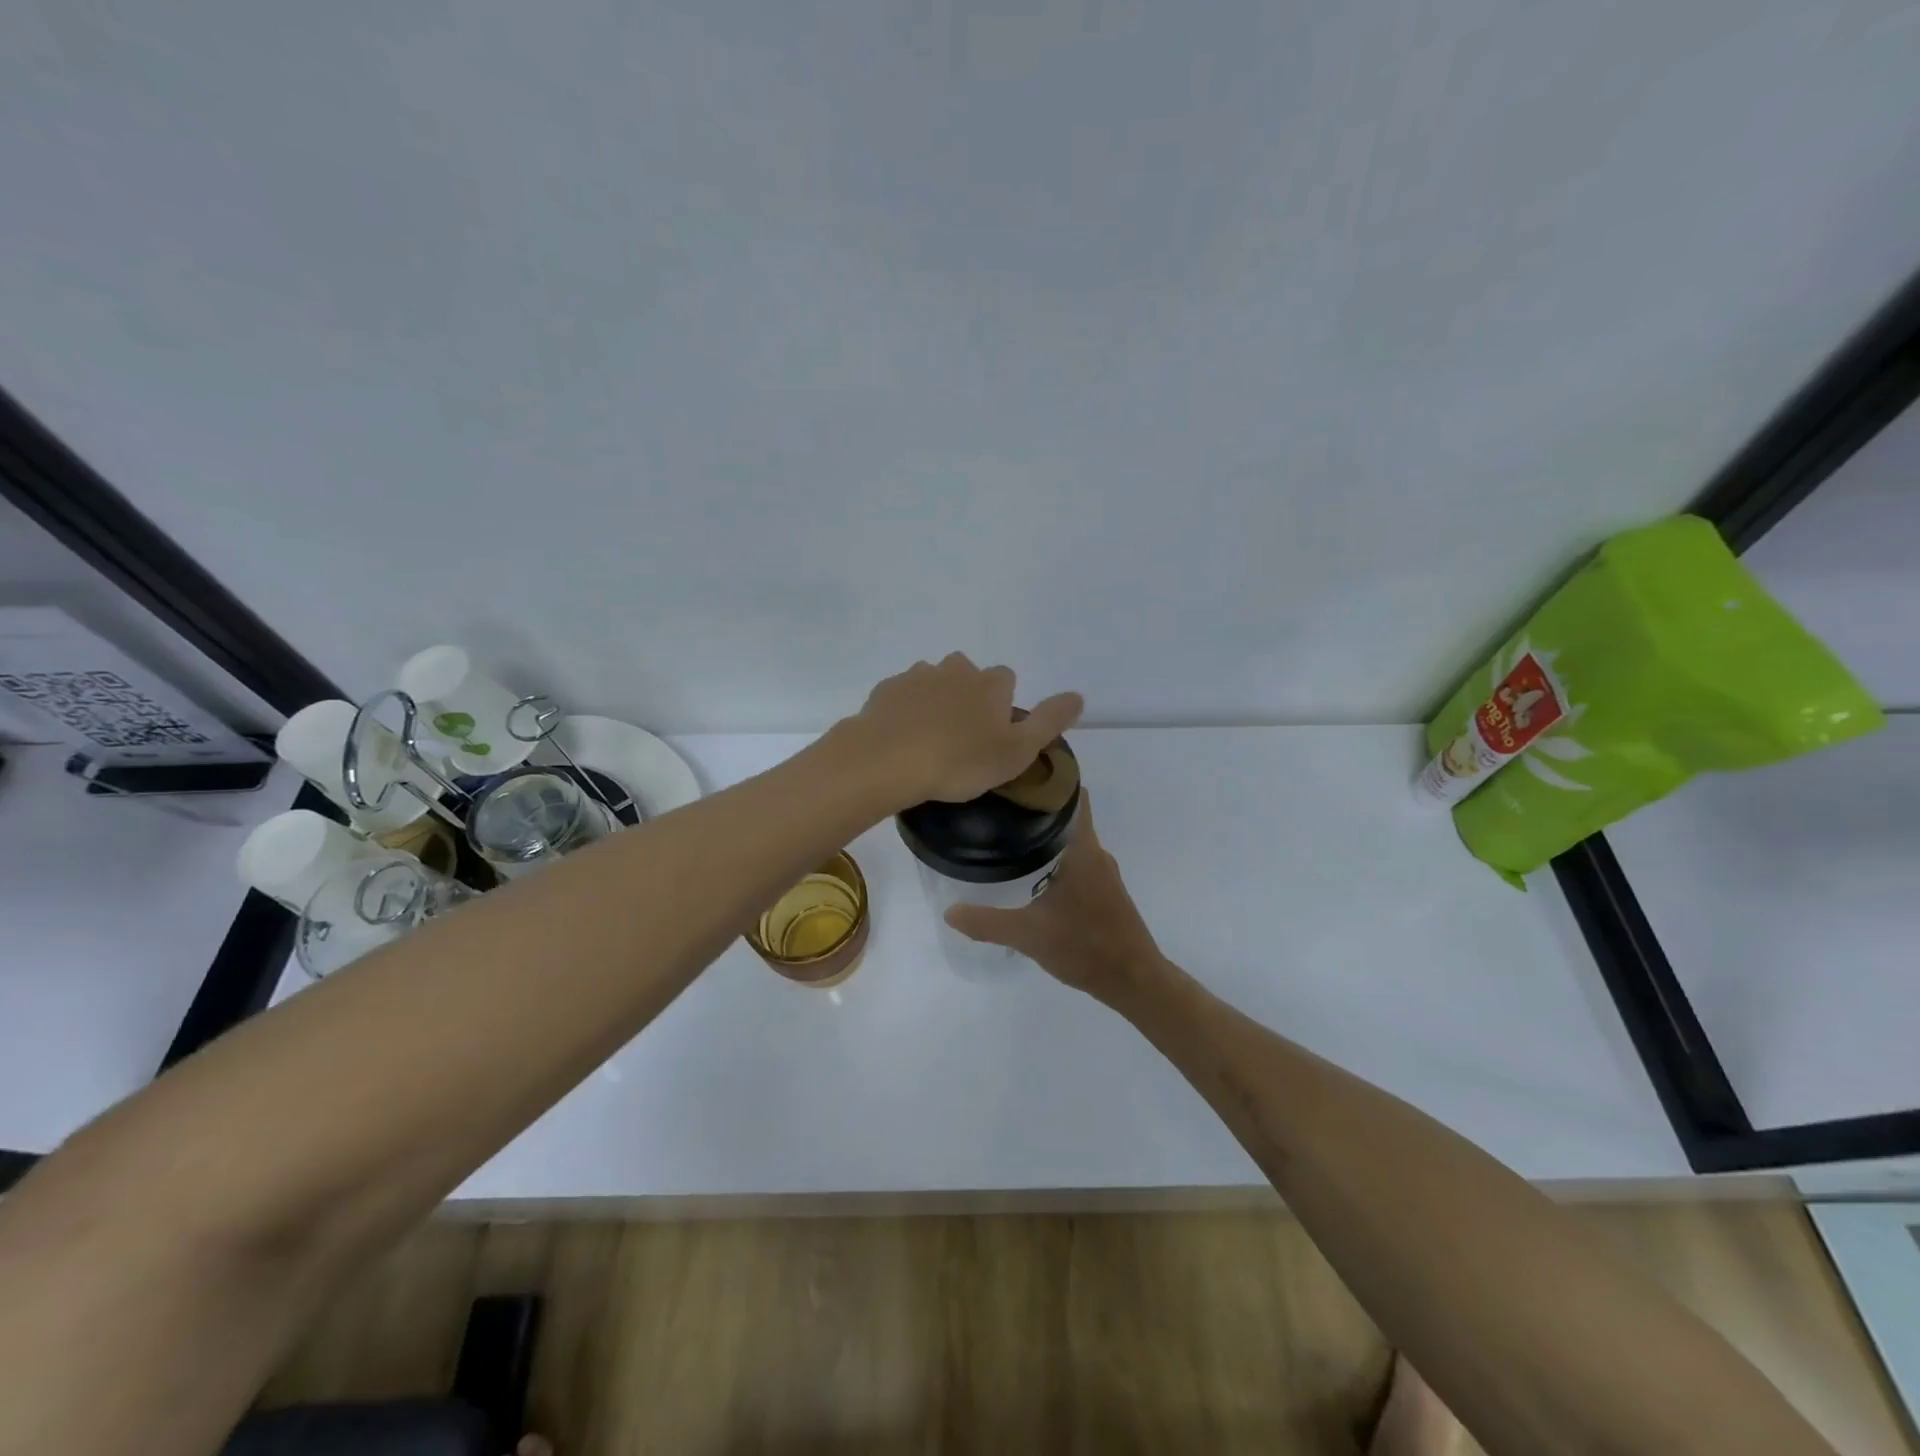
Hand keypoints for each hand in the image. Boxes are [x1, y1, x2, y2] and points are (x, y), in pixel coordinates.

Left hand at [846, 653, 1082, 807]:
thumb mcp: (1017, 751)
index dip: (1002, 706)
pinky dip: (906, 711)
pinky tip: (902, 738)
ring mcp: (917, 676)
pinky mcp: (886, 689)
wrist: (887, 760)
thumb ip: (1049, 721)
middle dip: (968, 699)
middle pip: (969, 676)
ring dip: (936, 703)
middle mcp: (955, 669)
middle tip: (961, 740)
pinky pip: (903, 696)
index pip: (1006, 680)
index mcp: (990, 683)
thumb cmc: (959, 761)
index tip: (993, 736)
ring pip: (934, 683)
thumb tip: (1078, 696)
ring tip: (929, 741)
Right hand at [944, 798, 1163, 1000]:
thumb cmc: (1084, 946)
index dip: (1050, 781)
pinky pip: (1079, 863)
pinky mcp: (1107, 894)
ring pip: (1073, 843)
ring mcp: (1105, 875)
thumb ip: (986, 923)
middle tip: (1002, 809)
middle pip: (1068, 818)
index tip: (1019, 775)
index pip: (1073, 797)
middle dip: (1038, 812)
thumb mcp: (1027, 935)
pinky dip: (1058, 860)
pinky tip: (1036, 876)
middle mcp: (1097, 855)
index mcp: (1082, 851)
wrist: (1134, 980)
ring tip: (1012, 839)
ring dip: (1048, 838)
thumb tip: (949, 911)